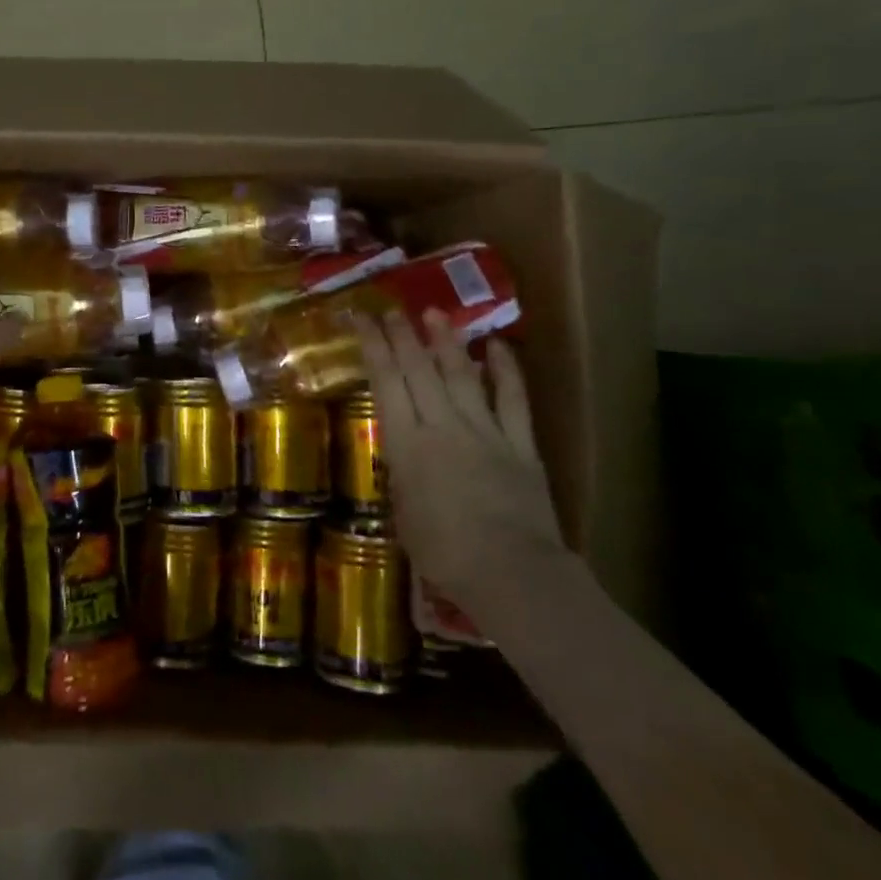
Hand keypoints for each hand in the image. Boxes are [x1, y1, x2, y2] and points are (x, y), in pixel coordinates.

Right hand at [352, 308, 564, 606]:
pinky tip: (496, 347)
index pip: (385, 382)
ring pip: (461, 375)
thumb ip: (402, 477)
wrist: (511, 571)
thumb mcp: (403, 513)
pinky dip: (505, 371)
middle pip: (419, 370)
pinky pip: (512, 400)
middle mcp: (442, 426)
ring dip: (446, 342)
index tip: (360, 317)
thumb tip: (402, 458)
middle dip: (402, 335)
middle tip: (391, 308)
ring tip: (434, 314)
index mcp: (406, 443)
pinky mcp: (520, 444)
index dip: (372, 346)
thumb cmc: (443, 552)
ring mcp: (484, 431)